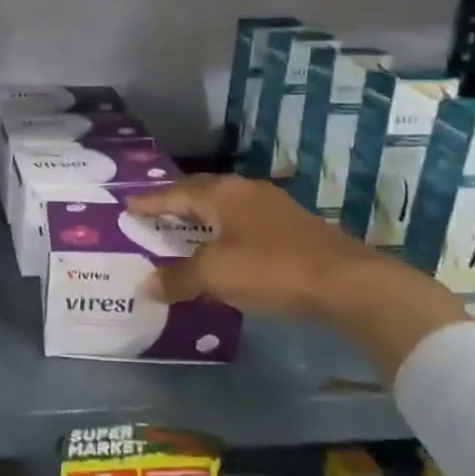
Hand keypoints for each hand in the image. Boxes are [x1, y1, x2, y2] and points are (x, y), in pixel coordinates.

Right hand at [126, 176, 467, 381]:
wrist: (346, 281)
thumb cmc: (271, 269)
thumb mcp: (215, 275)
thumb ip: (178, 278)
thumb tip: (145, 285)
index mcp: (221, 194)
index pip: (174, 193)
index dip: (150, 202)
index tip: (128, 206)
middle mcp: (244, 190)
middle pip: (200, 192)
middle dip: (175, 202)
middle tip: (154, 214)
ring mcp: (271, 206)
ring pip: (225, 204)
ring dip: (202, 216)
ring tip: (185, 228)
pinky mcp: (292, 225)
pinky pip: (243, 220)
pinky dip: (224, 229)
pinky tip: (225, 245)